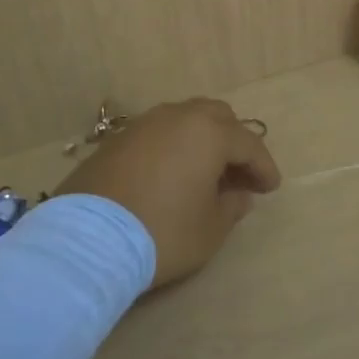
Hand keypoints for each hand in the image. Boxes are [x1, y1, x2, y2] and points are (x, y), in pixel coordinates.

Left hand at [54, 99, 280, 287]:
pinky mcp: (116, 140)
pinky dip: (173, 147)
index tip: (270, 188)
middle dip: (234, 142)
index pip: (249, 144)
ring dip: (202, 140)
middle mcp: (178, 117)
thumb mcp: (210, 229)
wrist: (87, 240)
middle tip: (239, 174)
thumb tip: (238, 194)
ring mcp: (143, 125)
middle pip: (217, 117)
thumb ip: (231, 207)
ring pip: (185, 119)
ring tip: (205, 172)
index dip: (264, 167)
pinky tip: (171, 173)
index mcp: (209, 133)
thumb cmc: (162, 232)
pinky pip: (158, 134)